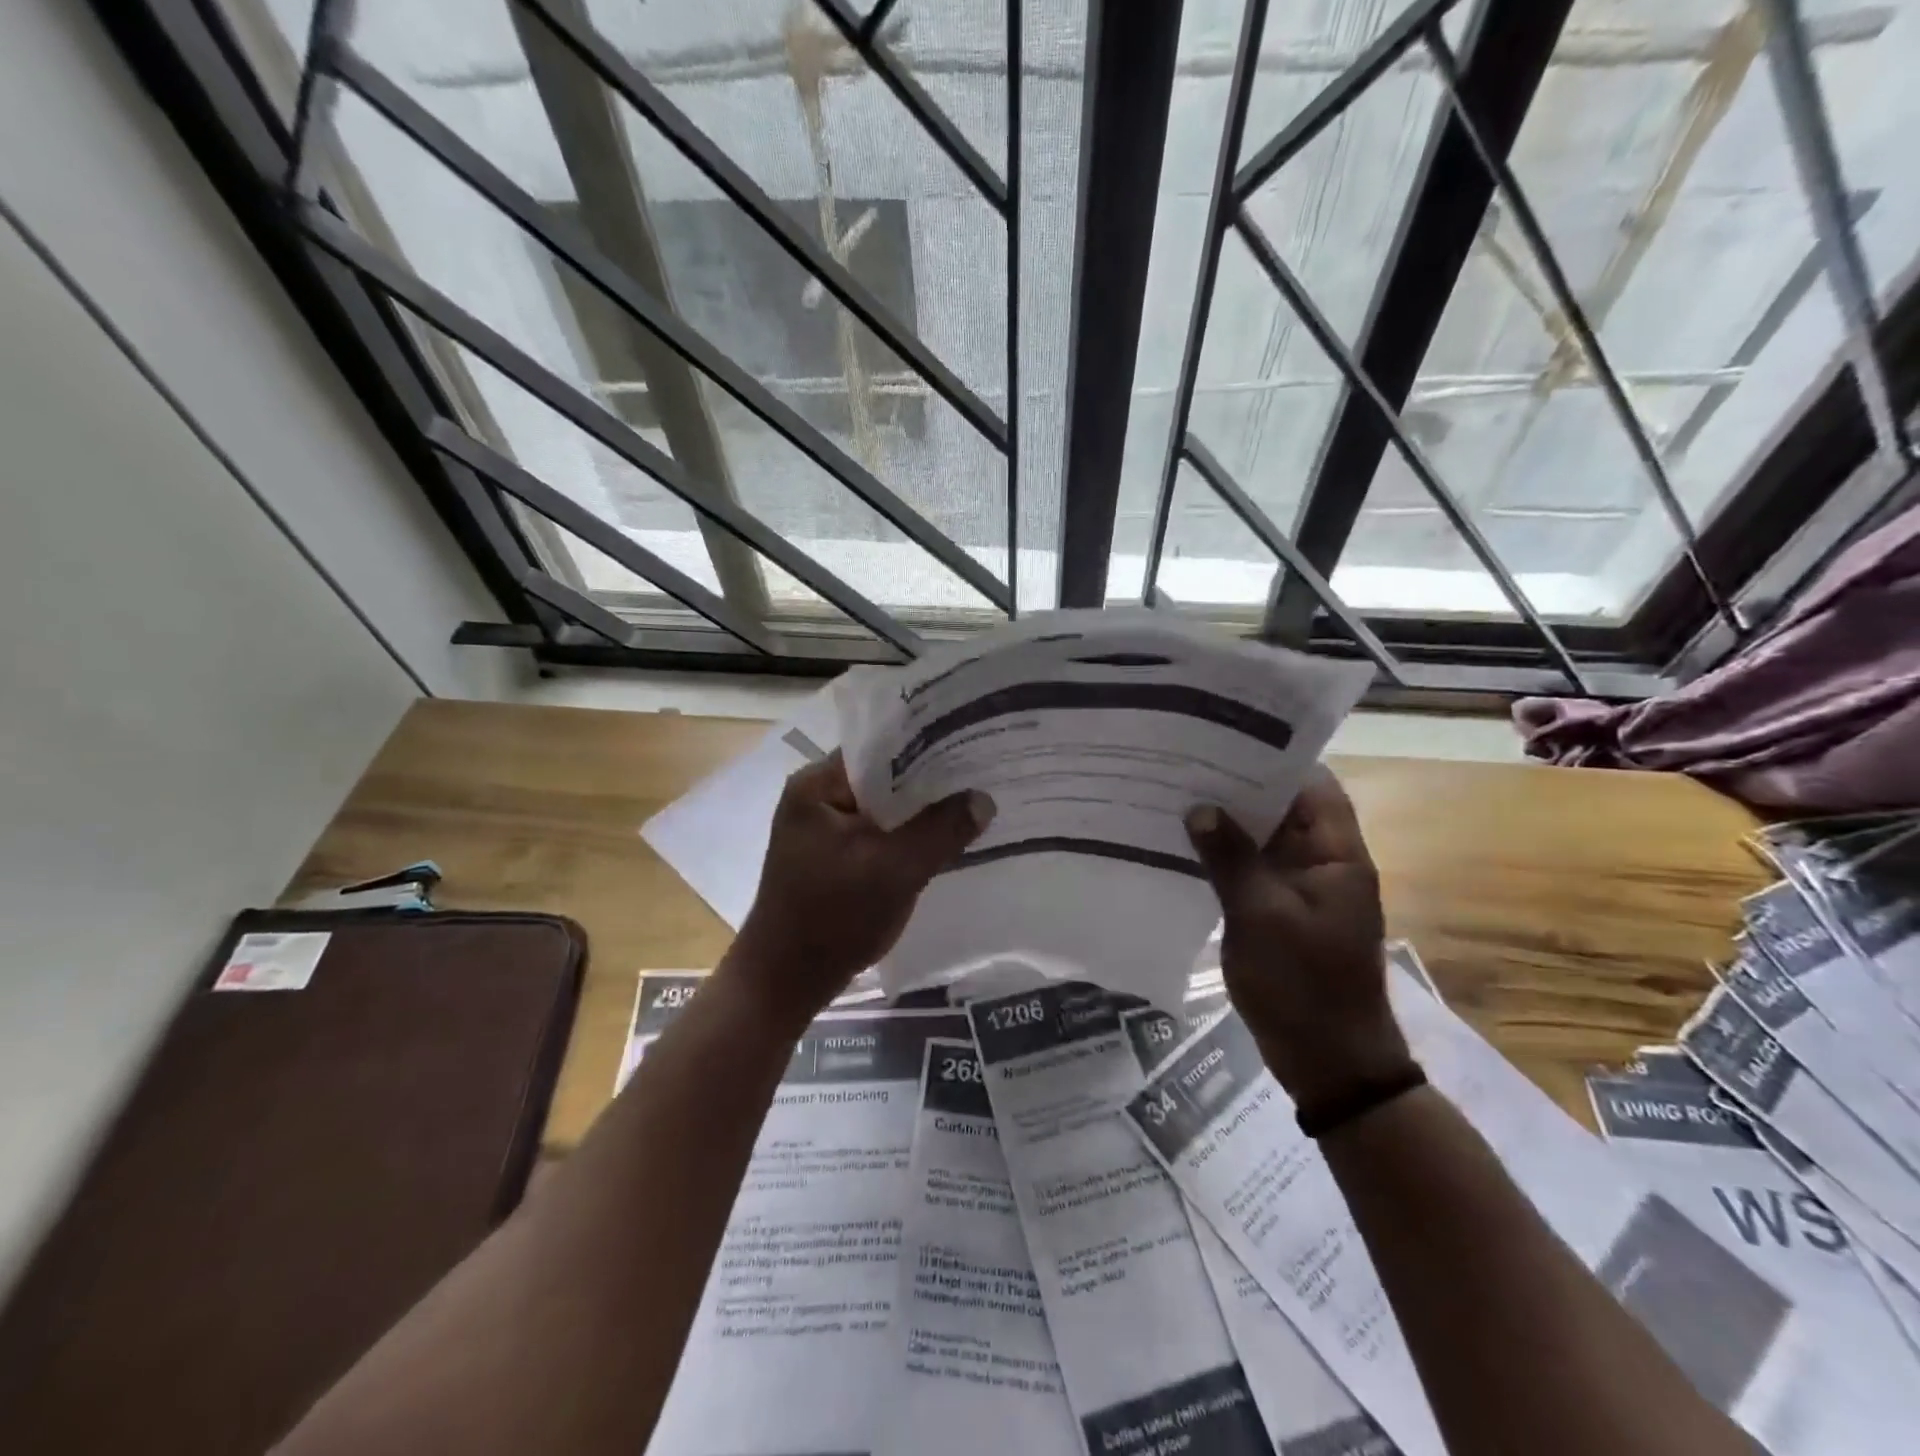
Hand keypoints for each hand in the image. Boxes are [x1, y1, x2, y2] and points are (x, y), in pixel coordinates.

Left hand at [725, 752, 993, 1029]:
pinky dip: (906, 834)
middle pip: (883, 776)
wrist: (784, 983)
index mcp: (816, 785)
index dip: (926, 744)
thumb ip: (941, 831)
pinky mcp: (833, 856)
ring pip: (883, 807)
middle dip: (929, 780)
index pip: (879, 746)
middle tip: (982, 772)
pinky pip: (878, 832)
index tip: (969, 744)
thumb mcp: (895, 872)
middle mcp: (816, 797)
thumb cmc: (832, 919)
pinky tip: (943, 836)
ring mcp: (823, 829)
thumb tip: (984, 798)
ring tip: (972, 799)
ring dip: (919, 810)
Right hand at [1185, 769, 1413, 1110]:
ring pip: (1263, 840)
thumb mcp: (1261, 915)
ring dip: (1227, 823)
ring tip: (1175, 795)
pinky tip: (1183, 846)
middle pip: (1283, 808)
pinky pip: (1250, 870)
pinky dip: (1223, 856)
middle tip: (1185, 762)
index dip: (1274, 757)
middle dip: (1239, 787)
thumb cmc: (1303, 984)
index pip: (1312, 784)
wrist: (1328, 1061)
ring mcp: (1298, 888)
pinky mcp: (1278, 912)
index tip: (1225, 737)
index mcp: (1336, 854)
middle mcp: (1321, 862)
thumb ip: (1230, 858)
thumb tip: (1199, 808)